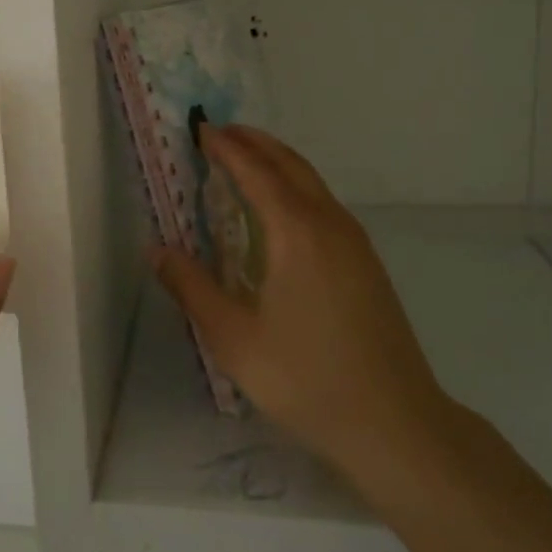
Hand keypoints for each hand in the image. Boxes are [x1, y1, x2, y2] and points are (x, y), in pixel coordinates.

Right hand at [153, 124, 456, 490]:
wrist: (395, 422)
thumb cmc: (306, 378)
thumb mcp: (233, 338)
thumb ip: (191, 288)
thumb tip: (156, 250)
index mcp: (296, 232)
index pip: (255, 171)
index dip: (226, 147)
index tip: (201, 129)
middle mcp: (329, 224)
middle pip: (289, 164)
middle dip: (254, 143)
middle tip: (220, 133)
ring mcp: (354, 242)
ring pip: (312, 182)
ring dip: (277, 162)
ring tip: (245, 162)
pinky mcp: (366, 262)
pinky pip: (324, 203)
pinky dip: (295, 186)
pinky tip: (280, 212)